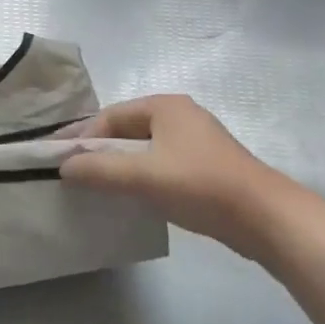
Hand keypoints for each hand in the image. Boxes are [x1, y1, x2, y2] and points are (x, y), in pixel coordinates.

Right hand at [60, 95, 290, 259]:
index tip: (59, 158)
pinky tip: (129, 194)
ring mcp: (194, 140)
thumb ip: (100, 169)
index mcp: (165, 106)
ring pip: (143, 148)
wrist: (265, 218)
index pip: (110, 116)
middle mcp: (179, 115)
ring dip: (118, 164)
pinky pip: (159, 163)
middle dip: (98, 149)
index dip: (82, 136)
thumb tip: (64, 167)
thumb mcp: (143, 176)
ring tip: (95, 184)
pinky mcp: (204, 166)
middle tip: (72, 171)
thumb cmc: (200, 185)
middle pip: (126, 129)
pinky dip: (139, 175)